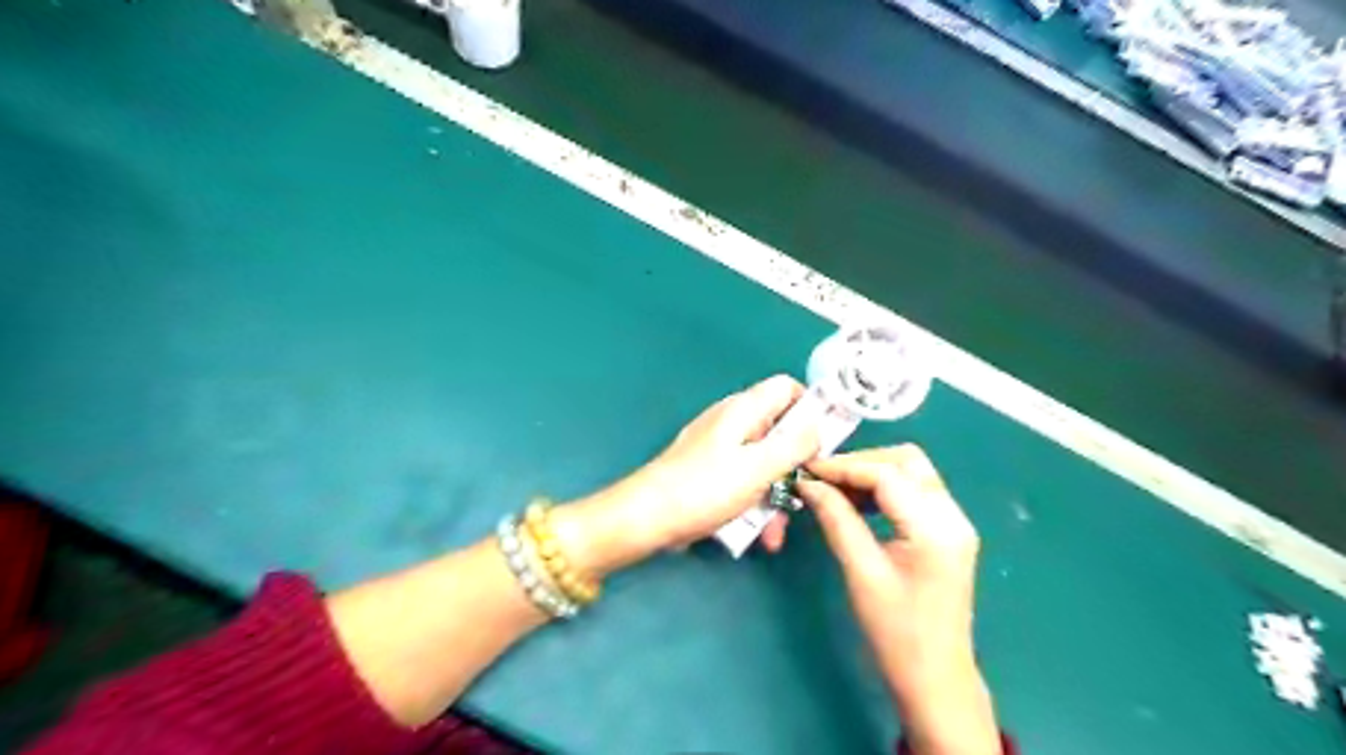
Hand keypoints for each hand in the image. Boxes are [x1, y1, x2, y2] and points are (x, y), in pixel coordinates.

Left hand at [556, 378, 819, 578]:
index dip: (811, 409)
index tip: (825, 443)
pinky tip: (760, 534)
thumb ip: (793, 445)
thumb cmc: (704, 489)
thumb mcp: (757, 468)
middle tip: (806, 493)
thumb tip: (819, 427)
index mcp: (744, 410)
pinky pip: (744, 479)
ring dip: (777, 492)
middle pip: (779, 429)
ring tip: (778, 530)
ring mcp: (720, 447)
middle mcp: (733, 422)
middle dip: (795, 464)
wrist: (647, 518)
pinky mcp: (711, 472)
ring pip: (764, 461)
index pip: (786, 388)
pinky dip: (755, 501)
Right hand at [798, 446, 998, 751]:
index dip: (844, 467)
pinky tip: (858, 504)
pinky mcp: (947, 532)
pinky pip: (915, 491)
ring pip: (912, 471)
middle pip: (907, 461)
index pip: (887, 475)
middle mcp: (952, 516)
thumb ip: (836, 520)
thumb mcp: (861, 573)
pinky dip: (885, 488)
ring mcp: (954, 522)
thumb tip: (809, 484)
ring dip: (872, 472)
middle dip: (861, 462)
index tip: (807, 470)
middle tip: (823, 479)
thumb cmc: (896, 634)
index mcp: (936, 529)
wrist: (936, 681)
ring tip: (835, 490)